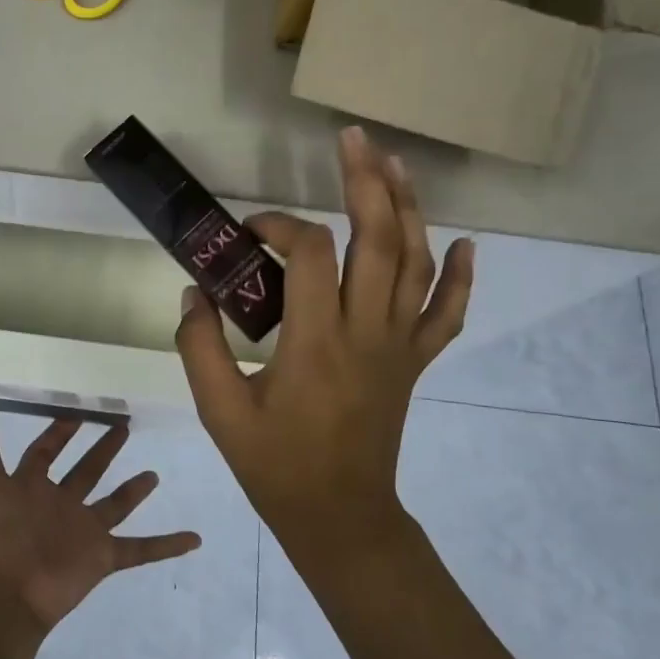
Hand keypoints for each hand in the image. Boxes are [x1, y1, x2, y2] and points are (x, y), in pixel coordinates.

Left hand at [0, 382, 201, 635]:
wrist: (6, 594)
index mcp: (30, 486)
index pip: (45, 453)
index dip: (57, 433)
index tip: (76, 412)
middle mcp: (59, 505)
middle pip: (85, 472)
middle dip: (102, 450)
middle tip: (123, 425)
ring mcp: (83, 532)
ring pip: (114, 506)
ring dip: (133, 491)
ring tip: (154, 474)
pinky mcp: (102, 557)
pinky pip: (141, 549)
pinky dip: (166, 545)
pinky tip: (194, 538)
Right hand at [174, 125, 473, 550]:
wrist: (340, 519)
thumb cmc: (276, 466)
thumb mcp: (220, 411)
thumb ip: (198, 346)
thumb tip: (194, 291)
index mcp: (315, 342)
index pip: (307, 255)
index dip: (278, 226)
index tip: (249, 231)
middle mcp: (366, 333)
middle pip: (377, 240)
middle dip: (366, 182)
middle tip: (353, 139)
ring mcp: (398, 347)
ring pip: (416, 264)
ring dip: (409, 208)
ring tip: (395, 164)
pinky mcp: (414, 363)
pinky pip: (446, 315)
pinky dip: (459, 278)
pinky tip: (464, 244)